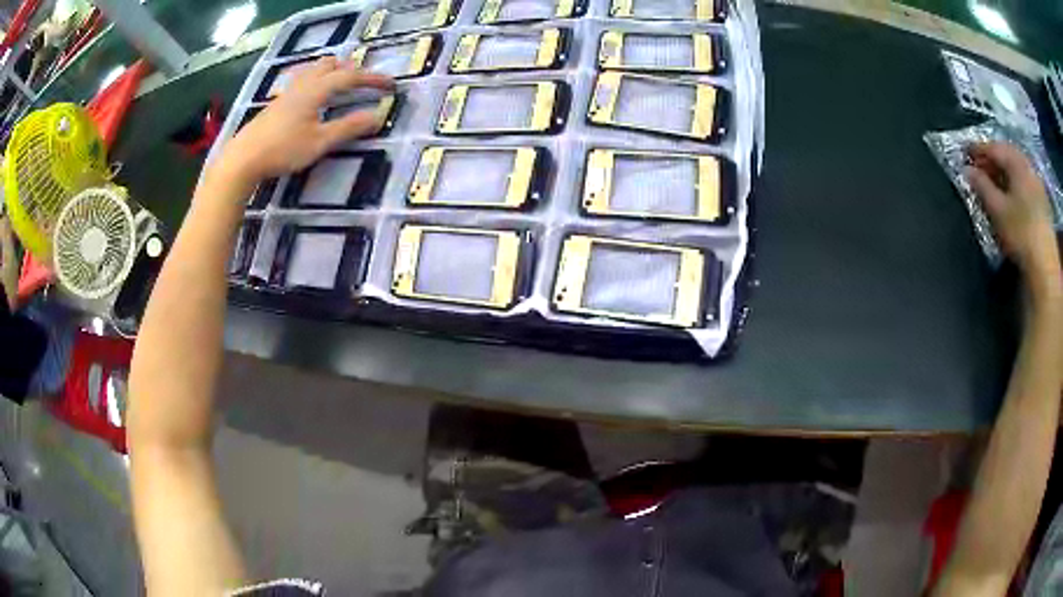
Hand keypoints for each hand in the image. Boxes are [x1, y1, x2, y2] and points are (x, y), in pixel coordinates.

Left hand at [221, 56, 393, 179]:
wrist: (243, 158)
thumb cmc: (283, 150)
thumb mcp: (320, 142)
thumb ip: (348, 128)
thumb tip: (377, 116)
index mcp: (316, 90)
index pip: (351, 77)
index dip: (373, 79)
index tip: (391, 85)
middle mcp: (303, 84)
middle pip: (330, 64)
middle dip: (351, 69)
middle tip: (364, 82)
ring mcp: (288, 92)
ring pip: (315, 70)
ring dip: (333, 72)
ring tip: (342, 85)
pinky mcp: (278, 103)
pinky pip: (303, 80)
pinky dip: (318, 80)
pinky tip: (315, 98)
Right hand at [965, 142, 1059, 277]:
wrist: (1044, 266)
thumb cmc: (1020, 234)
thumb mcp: (997, 210)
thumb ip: (981, 186)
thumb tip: (967, 170)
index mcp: (1017, 163)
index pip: (994, 148)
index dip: (978, 149)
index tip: (964, 152)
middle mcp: (1027, 166)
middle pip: (1007, 154)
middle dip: (992, 158)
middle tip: (978, 165)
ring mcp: (1037, 184)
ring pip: (1017, 167)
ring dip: (1004, 169)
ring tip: (993, 178)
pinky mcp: (1042, 201)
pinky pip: (1024, 180)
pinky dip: (1014, 181)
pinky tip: (1010, 191)